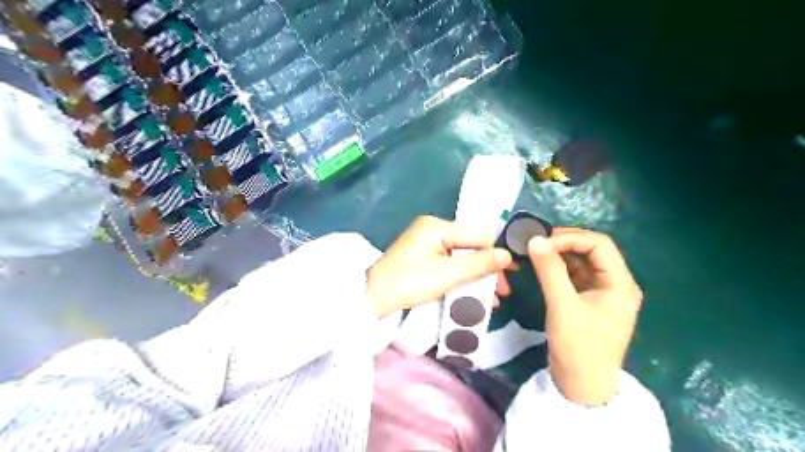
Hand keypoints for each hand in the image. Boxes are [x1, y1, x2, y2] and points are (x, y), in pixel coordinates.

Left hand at [368, 215, 511, 316]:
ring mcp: (426, 241)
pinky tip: (473, 292)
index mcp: (438, 226)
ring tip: (492, 297)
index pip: (477, 235)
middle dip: (488, 268)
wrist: (373, 297)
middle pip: (470, 245)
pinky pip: (449, 261)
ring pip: (461, 255)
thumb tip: (507, 255)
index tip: (513, 272)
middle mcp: (433, 228)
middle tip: (503, 290)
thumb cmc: (410, 283)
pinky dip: (462, 275)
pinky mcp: (422, 255)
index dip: (497, 253)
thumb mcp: (448, 274)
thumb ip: (479, 263)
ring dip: (476, 274)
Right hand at [529, 228, 642, 404]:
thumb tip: (534, 239)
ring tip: (535, 251)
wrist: (581, 386)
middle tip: (536, 243)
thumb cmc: (578, 347)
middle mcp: (615, 283)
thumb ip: (549, 270)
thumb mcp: (562, 306)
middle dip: (564, 243)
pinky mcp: (589, 300)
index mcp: (620, 283)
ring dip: (560, 254)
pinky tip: (541, 266)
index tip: (542, 241)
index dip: (571, 238)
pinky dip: (558, 268)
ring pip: (582, 261)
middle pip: (592, 250)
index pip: (599, 244)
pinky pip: (574, 275)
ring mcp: (602, 292)